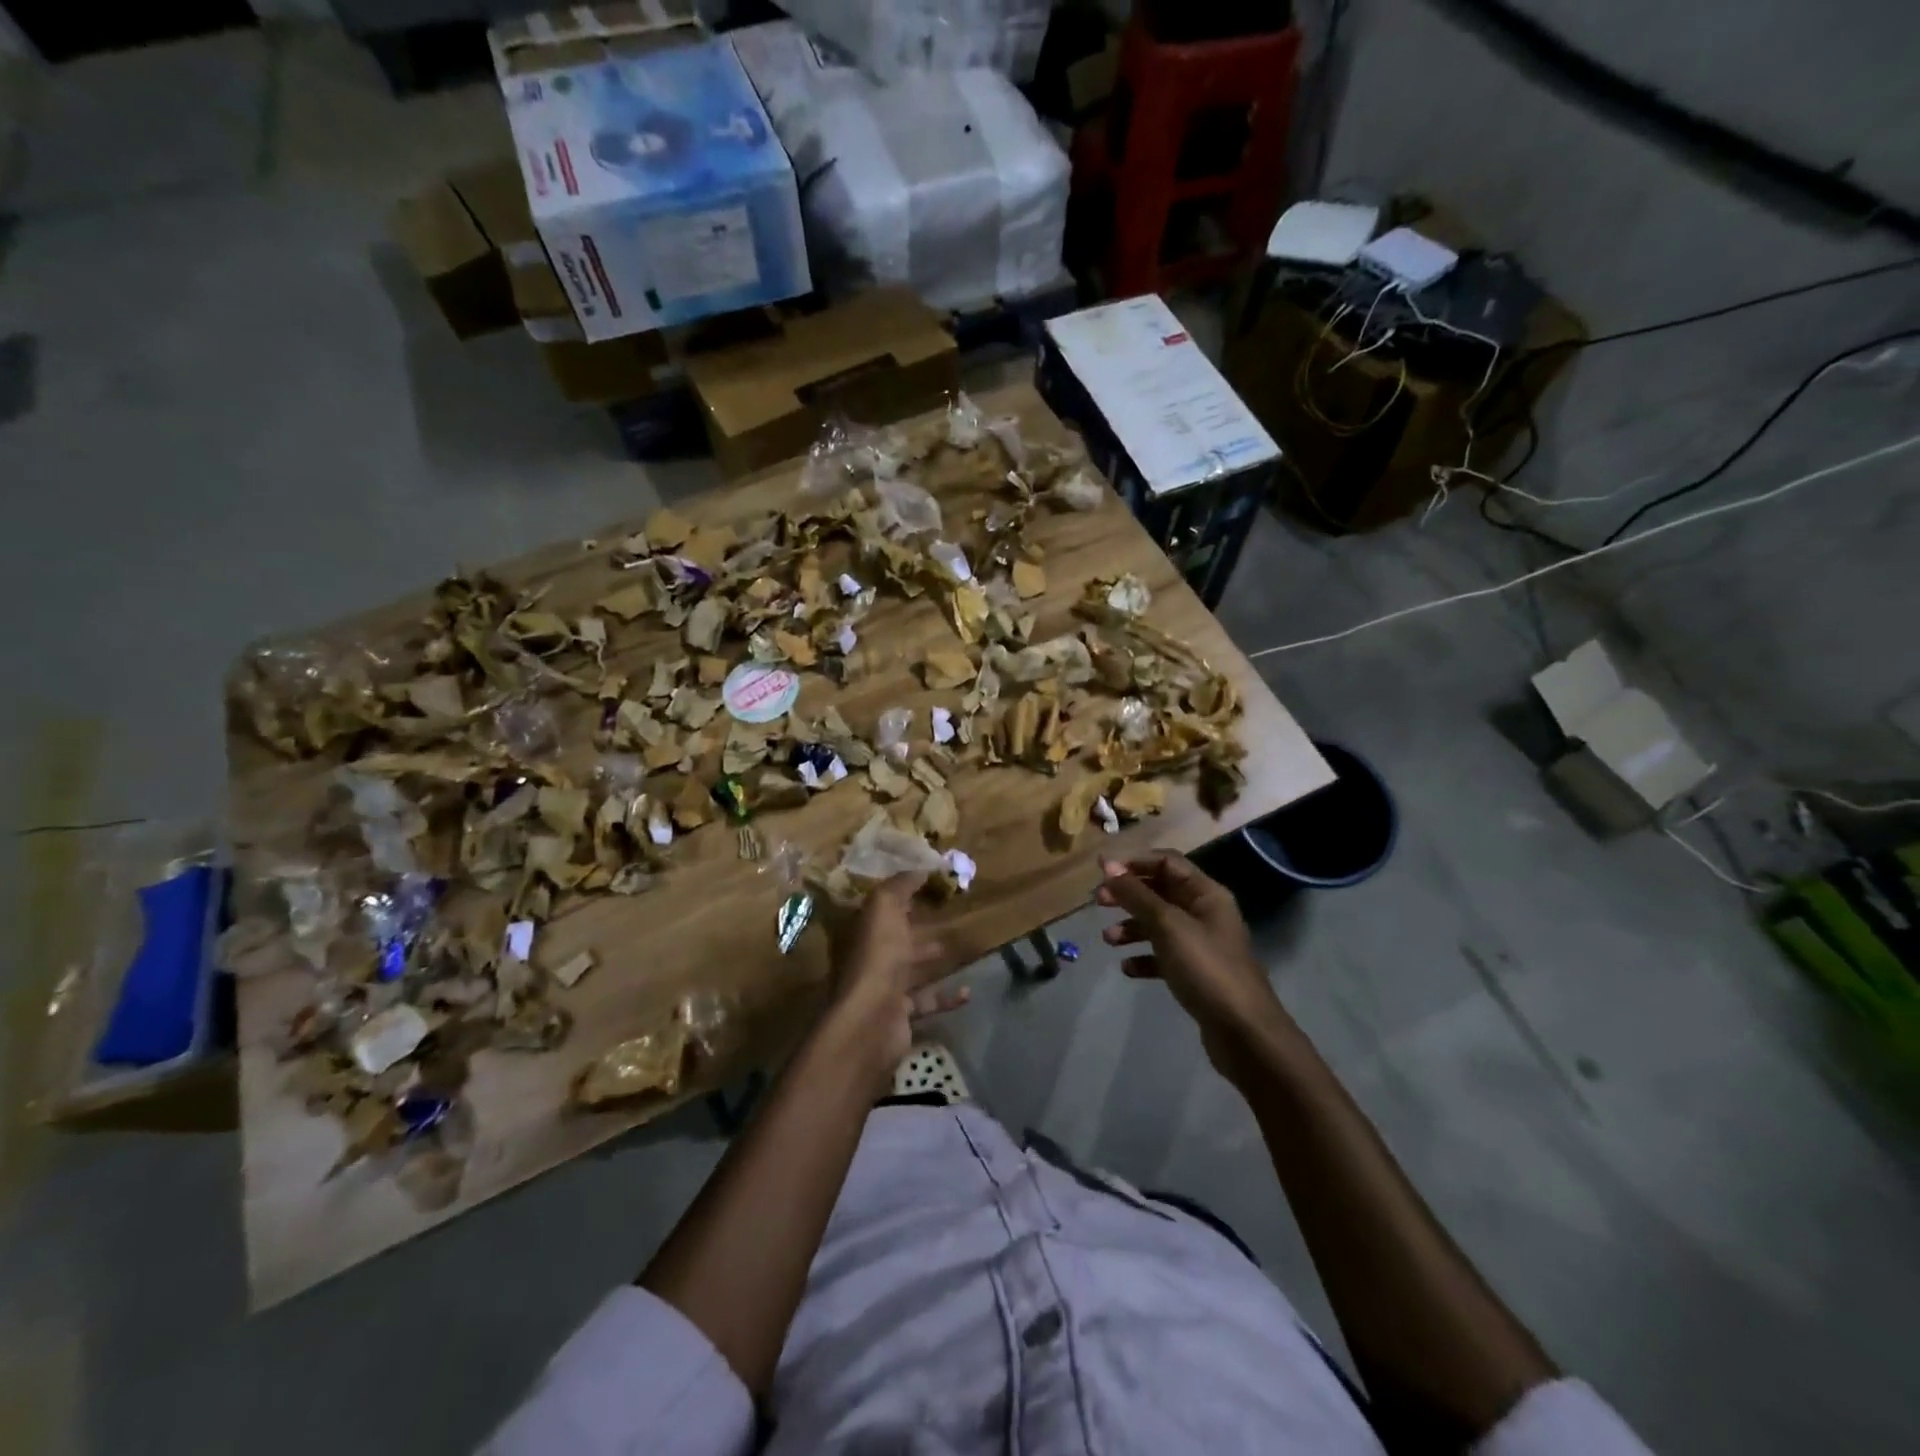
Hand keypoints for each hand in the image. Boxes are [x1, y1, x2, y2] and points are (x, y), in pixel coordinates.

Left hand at [824, 873, 968, 1084]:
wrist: (871, 1021)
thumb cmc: (877, 957)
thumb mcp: (884, 908)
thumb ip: (902, 884)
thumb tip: (922, 866)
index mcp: (861, 929)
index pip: (879, 906)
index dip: (899, 893)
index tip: (927, 883)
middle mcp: (868, 957)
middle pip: (894, 936)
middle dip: (915, 925)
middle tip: (945, 913)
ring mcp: (882, 988)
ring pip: (910, 969)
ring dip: (930, 958)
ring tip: (958, 946)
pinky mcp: (899, 1014)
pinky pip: (926, 1001)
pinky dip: (946, 997)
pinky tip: (968, 991)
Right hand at [1096, 853, 1288, 1068]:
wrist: (1243, 1032)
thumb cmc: (1206, 968)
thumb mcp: (1168, 926)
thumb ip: (1136, 895)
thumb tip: (1108, 865)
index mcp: (1206, 894)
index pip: (1167, 862)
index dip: (1135, 863)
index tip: (1103, 872)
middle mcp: (1205, 914)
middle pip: (1160, 892)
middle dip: (1129, 895)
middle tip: (1099, 902)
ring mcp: (1201, 945)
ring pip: (1159, 925)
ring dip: (1131, 927)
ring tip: (1109, 940)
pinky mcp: (1195, 974)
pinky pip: (1163, 956)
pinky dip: (1143, 957)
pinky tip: (1128, 968)